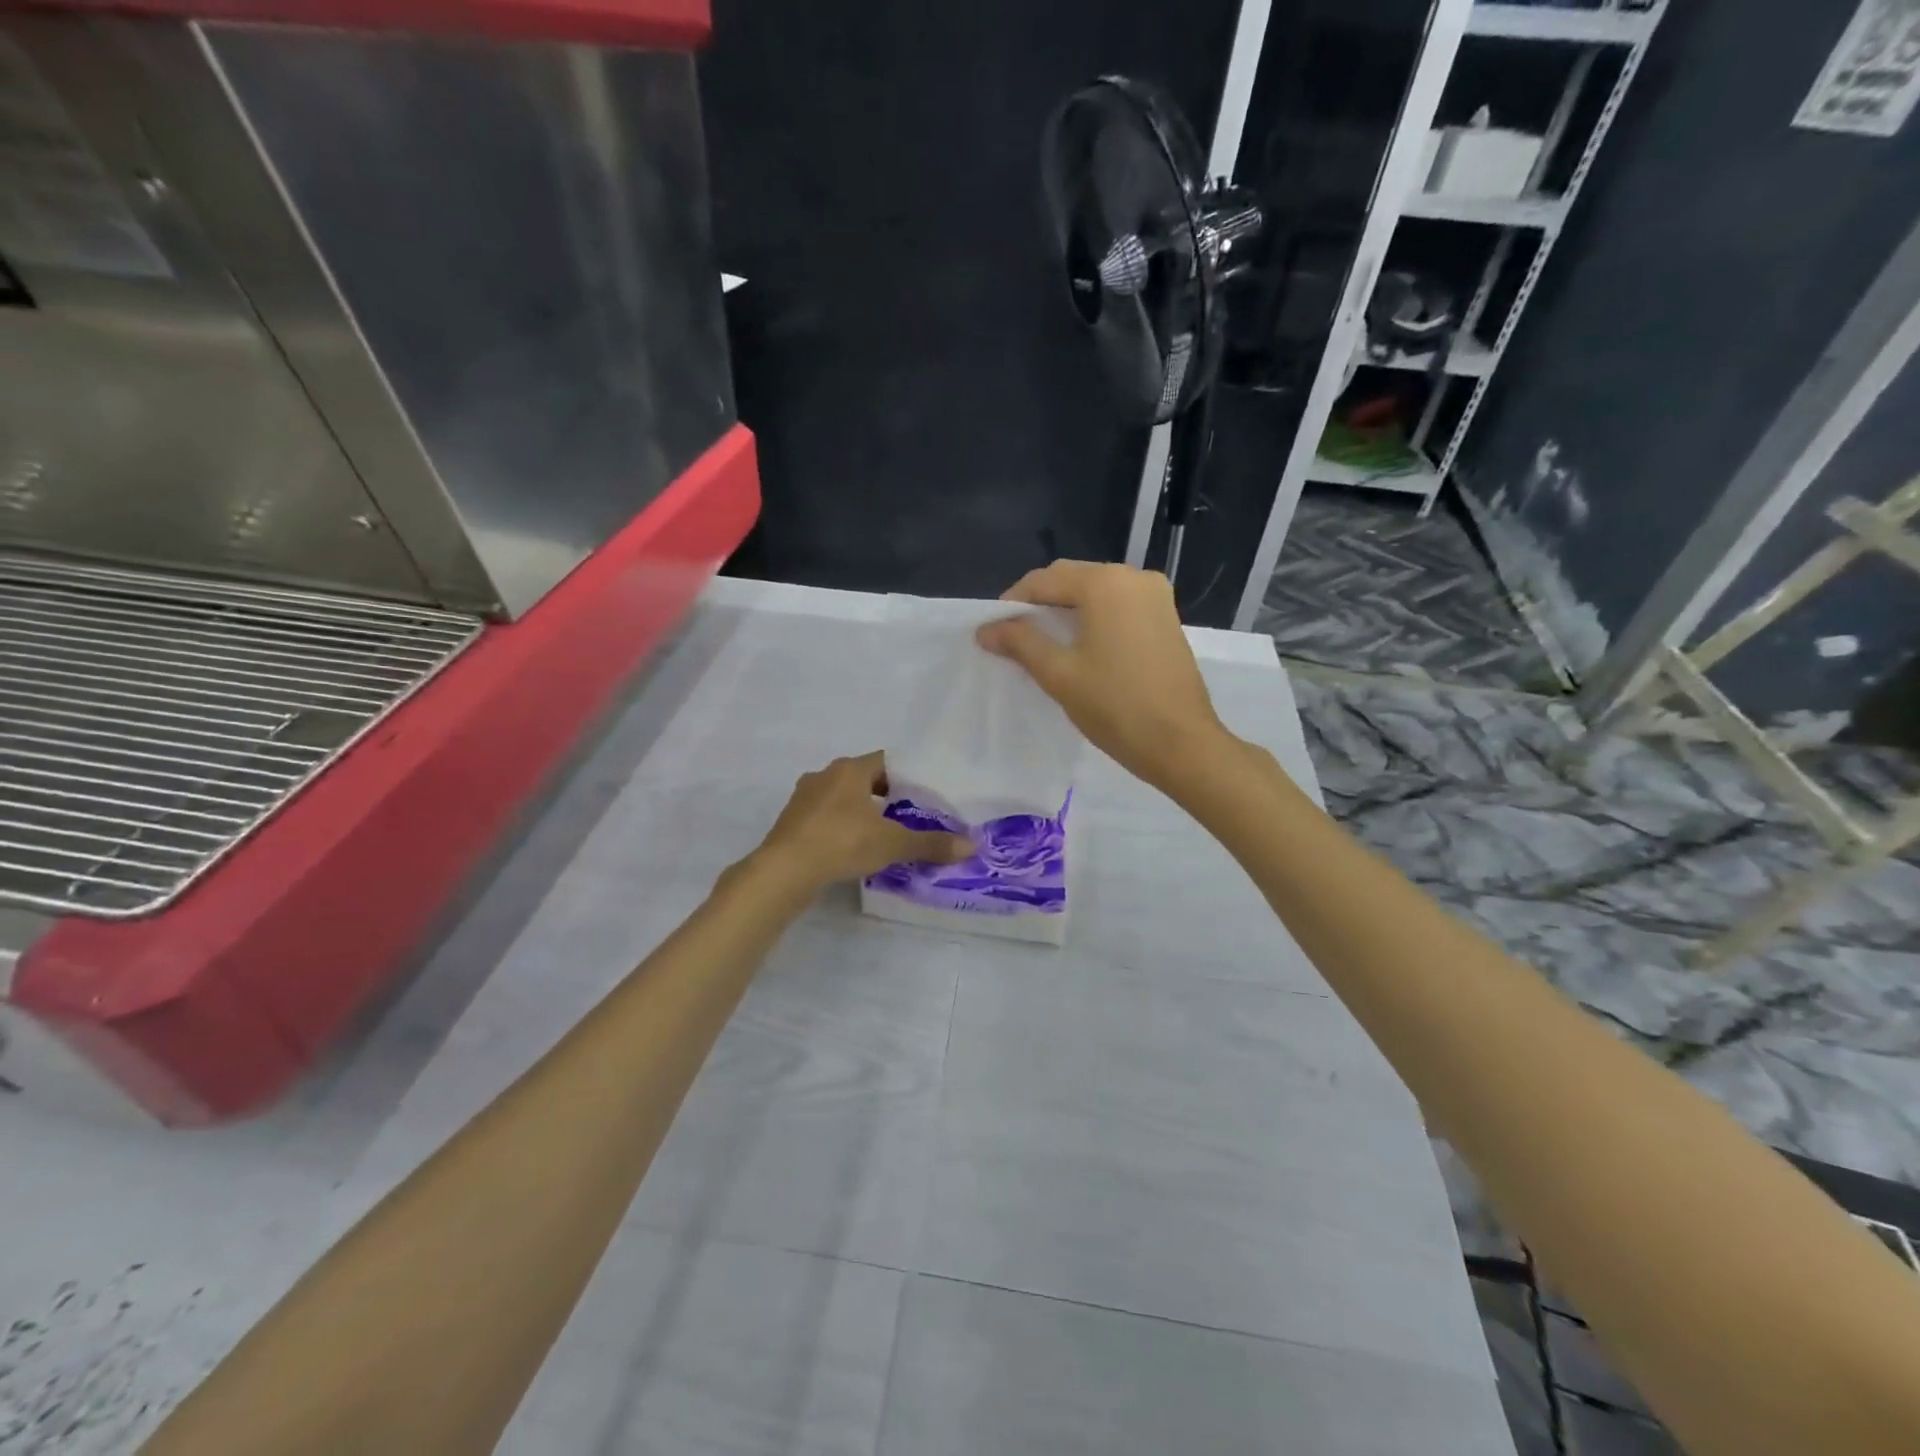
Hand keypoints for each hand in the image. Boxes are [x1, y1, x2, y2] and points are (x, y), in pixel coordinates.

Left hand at [751, 752, 970, 892]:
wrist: (784, 870)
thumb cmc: (842, 842)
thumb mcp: (892, 843)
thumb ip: (930, 843)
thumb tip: (971, 847)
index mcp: (850, 769)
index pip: (886, 760)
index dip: (908, 774)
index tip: (925, 792)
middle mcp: (825, 775)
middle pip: (863, 777)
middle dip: (886, 793)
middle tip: (910, 813)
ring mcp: (804, 798)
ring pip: (842, 797)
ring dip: (861, 810)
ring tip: (883, 832)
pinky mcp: (792, 821)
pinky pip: (824, 817)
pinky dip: (841, 826)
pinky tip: (852, 847)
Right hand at [977, 560, 1228, 790]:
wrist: (1181, 743)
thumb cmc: (1115, 706)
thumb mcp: (1059, 674)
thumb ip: (1021, 643)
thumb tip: (986, 629)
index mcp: (1105, 583)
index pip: (1044, 580)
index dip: (1013, 602)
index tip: (994, 630)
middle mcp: (1134, 577)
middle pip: (1072, 579)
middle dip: (1040, 603)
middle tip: (1015, 637)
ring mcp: (1156, 596)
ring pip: (1097, 591)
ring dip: (1067, 609)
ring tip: (1044, 642)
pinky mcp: (1167, 618)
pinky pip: (1119, 605)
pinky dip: (1094, 617)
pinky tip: (1081, 645)